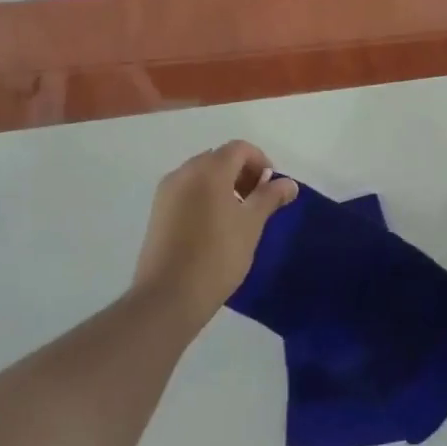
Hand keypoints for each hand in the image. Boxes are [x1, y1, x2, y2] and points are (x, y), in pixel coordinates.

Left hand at [131, 141, 296, 326]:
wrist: (168, 296)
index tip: (271, 190)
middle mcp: (184, 172)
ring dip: (224, 185)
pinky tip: (214, 227)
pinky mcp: (157, 212)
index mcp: (209, 169)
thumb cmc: (217, 256)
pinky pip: (187, 191)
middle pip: (219, 158)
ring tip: (237, 217)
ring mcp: (166, 192)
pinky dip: (205, 197)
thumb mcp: (251, 225)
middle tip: (258, 202)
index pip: (240, 149)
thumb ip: (270, 197)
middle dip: (243, 173)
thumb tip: (288, 183)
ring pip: (202, 175)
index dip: (261, 162)